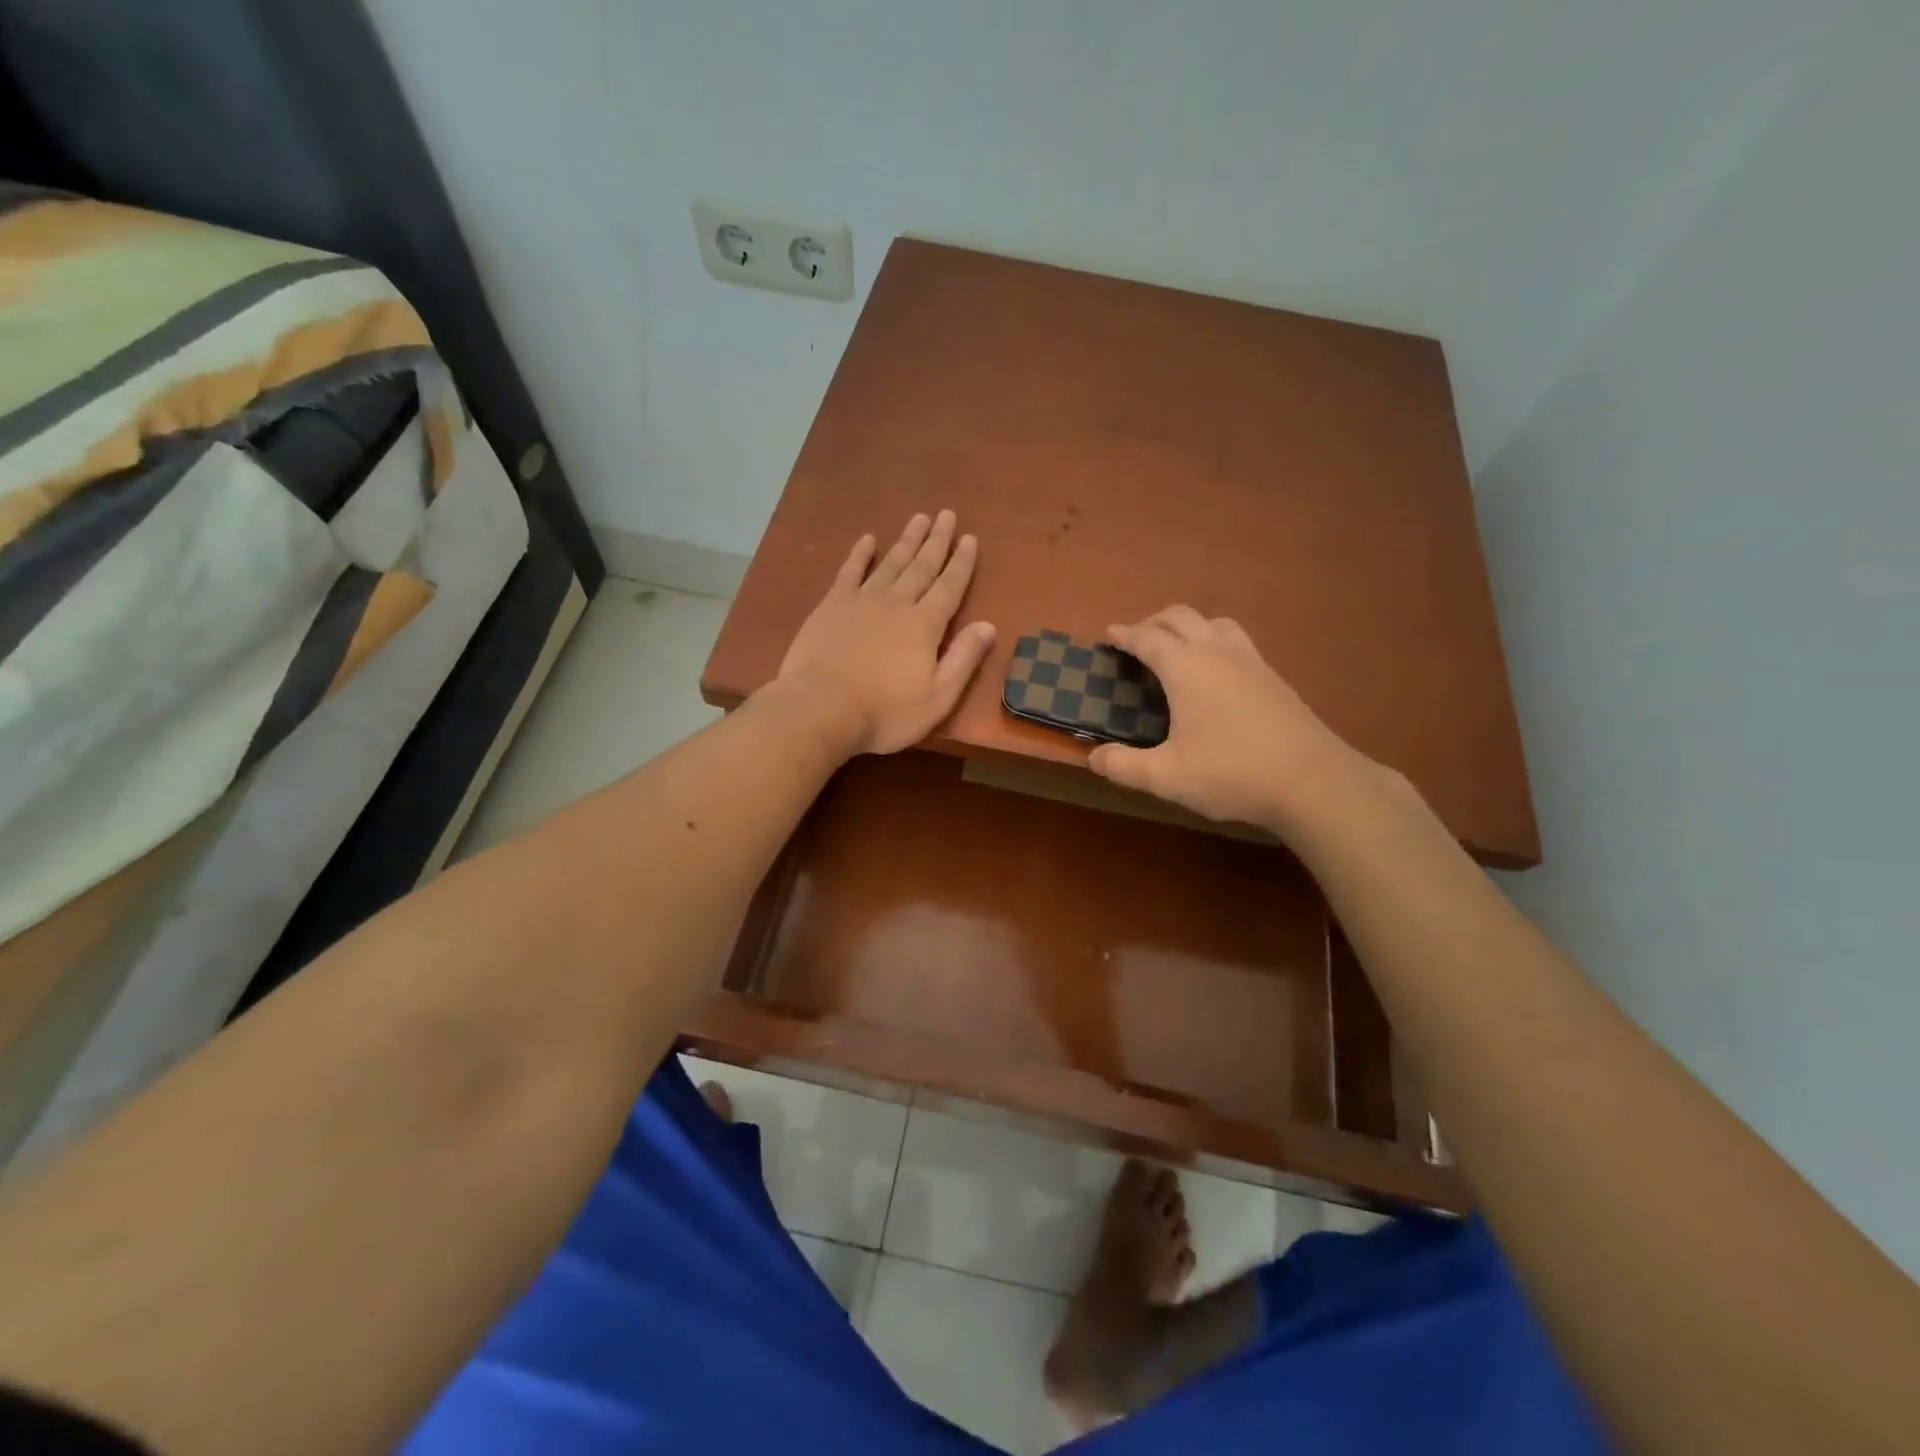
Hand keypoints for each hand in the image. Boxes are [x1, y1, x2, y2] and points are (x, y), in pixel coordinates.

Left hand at [774, 511, 996, 755]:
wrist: (820, 709)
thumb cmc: (884, 712)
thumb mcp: (937, 698)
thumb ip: (963, 659)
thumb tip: (988, 626)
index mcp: (925, 626)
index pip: (950, 587)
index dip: (962, 563)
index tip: (970, 538)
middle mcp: (897, 603)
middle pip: (921, 566)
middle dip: (937, 541)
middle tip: (947, 514)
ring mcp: (861, 601)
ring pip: (890, 563)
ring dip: (906, 541)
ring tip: (919, 518)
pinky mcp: (831, 606)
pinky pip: (850, 572)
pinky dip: (860, 554)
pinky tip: (868, 539)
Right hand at [1087, 606, 1359, 830]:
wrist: (1313, 781)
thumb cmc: (1232, 774)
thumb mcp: (1167, 777)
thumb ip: (1124, 766)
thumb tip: (1093, 758)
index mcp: (1187, 668)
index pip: (1148, 638)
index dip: (1125, 635)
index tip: (1109, 635)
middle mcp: (1217, 652)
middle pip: (1180, 617)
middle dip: (1153, 622)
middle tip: (1135, 640)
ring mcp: (1251, 660)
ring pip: (1213, 622)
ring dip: (1187, 626)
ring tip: (1175, 647)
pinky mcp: (1273, 675)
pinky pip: (1235, 639)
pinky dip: (1213, 639)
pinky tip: (1215, 671)